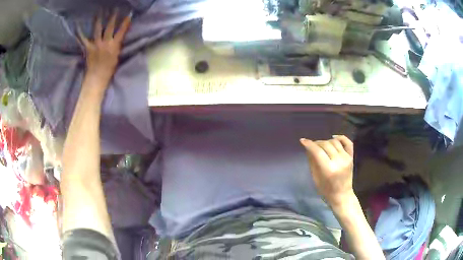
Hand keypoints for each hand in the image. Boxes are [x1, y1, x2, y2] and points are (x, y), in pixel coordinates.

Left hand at [78, 11, 130, 88]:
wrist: (96, 80)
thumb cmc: (108, 71)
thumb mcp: (117, 57)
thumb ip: (117, 46)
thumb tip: (117, 38)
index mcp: (115, 46)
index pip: (122, 31)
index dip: (126, 22)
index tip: (129, 14)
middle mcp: (106, 43)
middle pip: (110, 26)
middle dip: (113, 16)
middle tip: (114, 8)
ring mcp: (96, 45)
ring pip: (98, 29)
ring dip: (99, 19)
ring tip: (100, 11)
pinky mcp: (88, 48)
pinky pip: (83, 39)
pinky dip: (80, 32)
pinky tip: (77, 25)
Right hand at [300, 135, 354, 205]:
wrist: (342, 195)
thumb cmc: (326, 190)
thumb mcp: (316, 178)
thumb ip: (312, 162)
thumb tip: (308, 148)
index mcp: (328, 169)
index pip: (317, 152)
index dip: (309, 144)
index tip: (303, 140)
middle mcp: (339, 161)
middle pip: (326, 145)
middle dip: (317, 143)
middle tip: (312, 146)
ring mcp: (347, 158)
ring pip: (335, 142)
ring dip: (326, 141)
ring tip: (322, 145)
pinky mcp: (352, 157)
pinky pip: (347, 142)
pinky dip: (341, 137)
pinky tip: (334, 138)